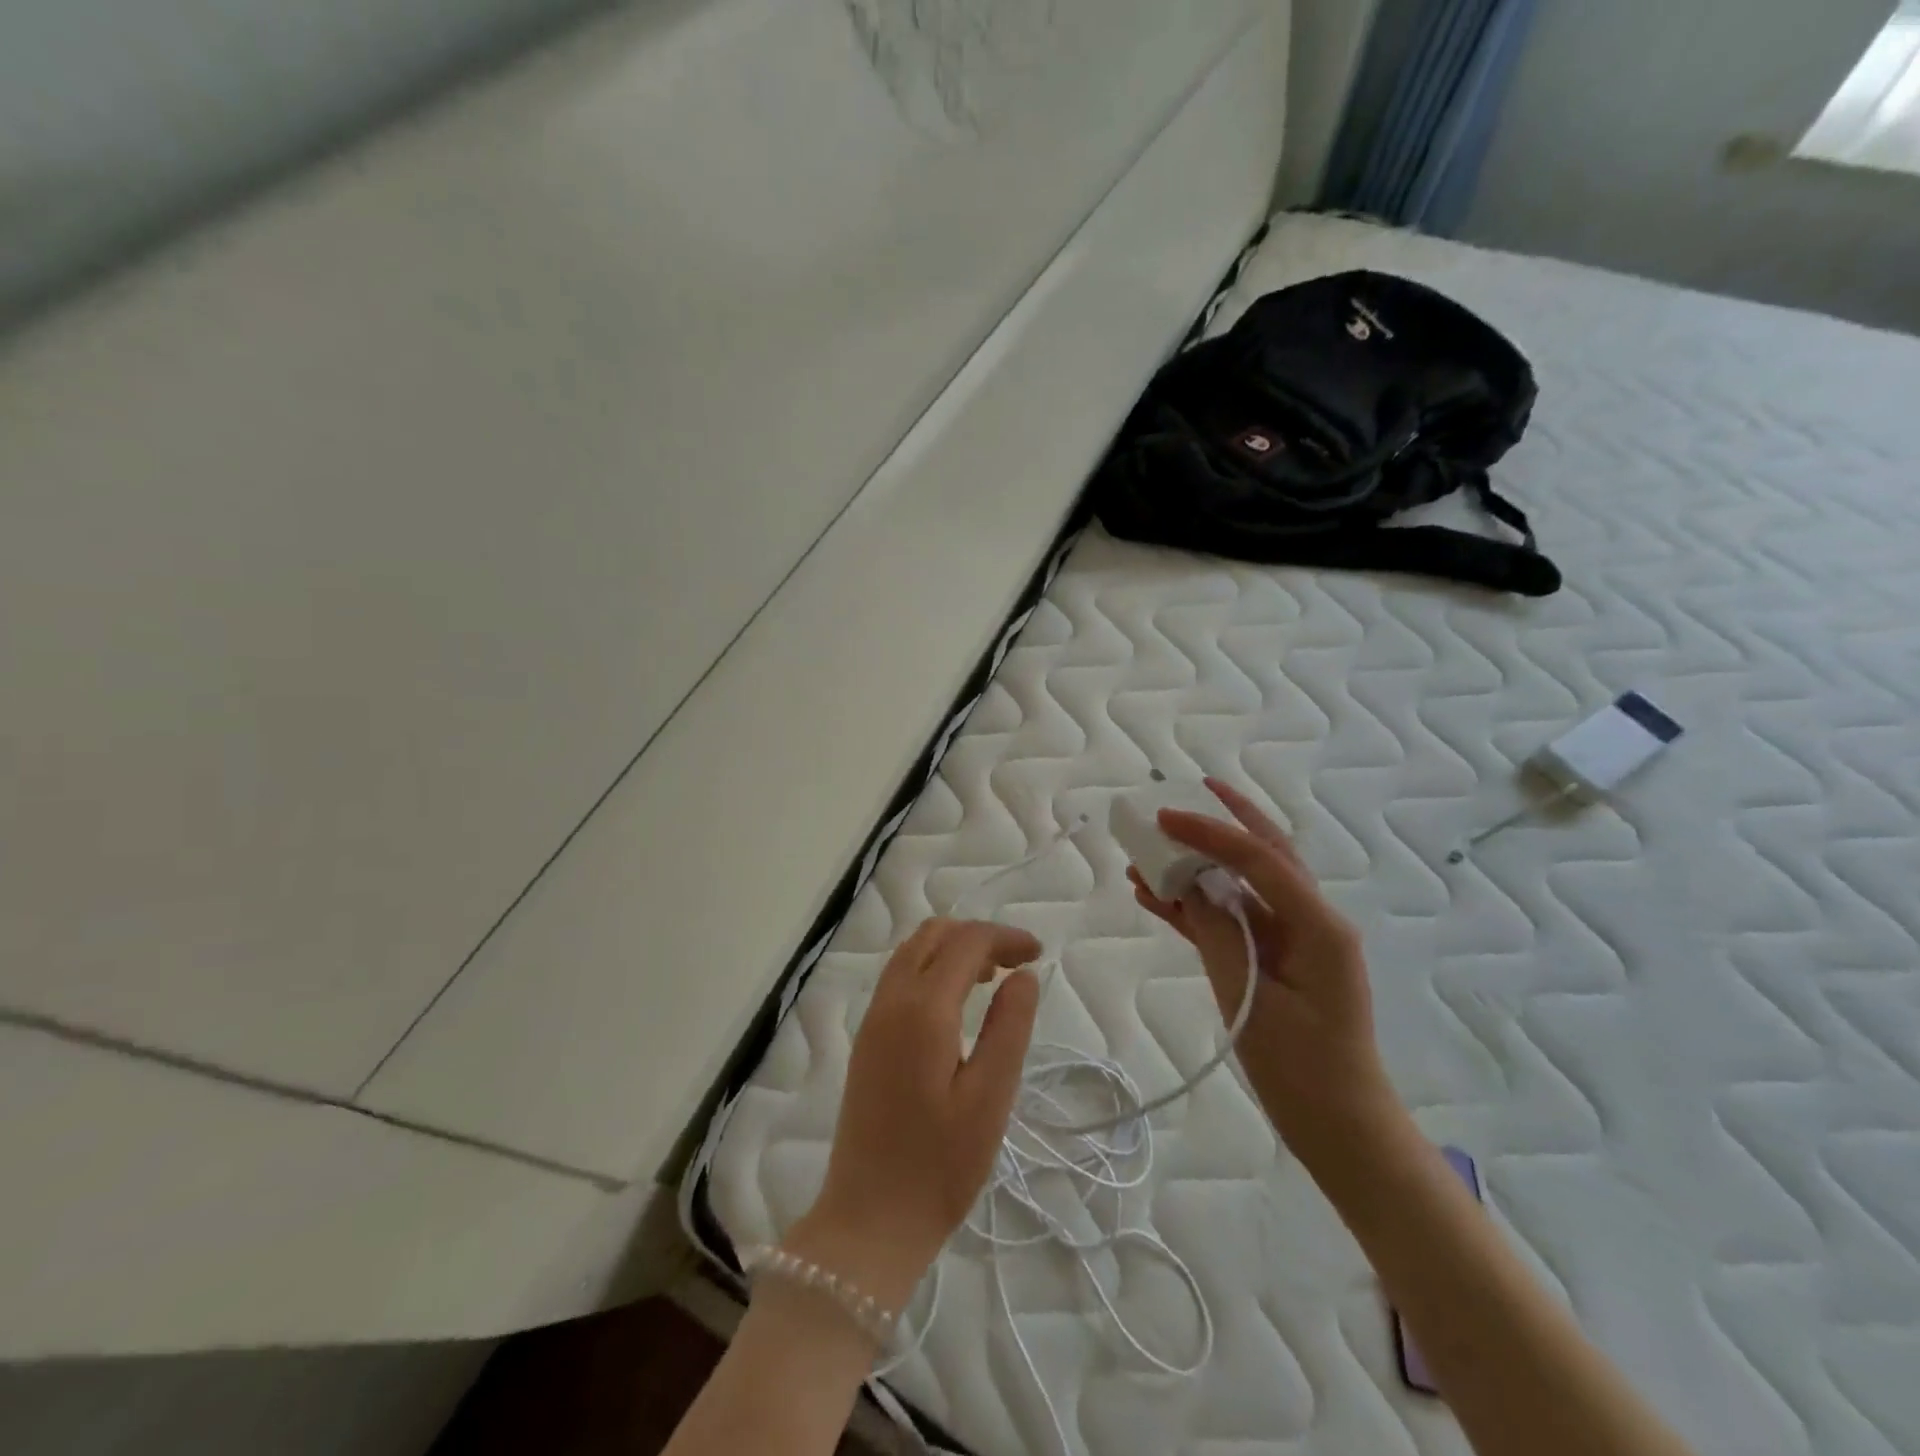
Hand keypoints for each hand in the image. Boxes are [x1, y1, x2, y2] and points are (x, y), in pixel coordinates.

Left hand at [786, 918, 1041, 1310]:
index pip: (966, 942)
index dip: (1005, 937)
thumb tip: (1023, 975)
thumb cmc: (939, 1165)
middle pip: (932, 935)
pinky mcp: (866, 1041)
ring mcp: (872, 1020)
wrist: (869, 1220)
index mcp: (922, 1009)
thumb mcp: (990, 1097)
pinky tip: (955, 1005)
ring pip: (911, 953)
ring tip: (991, 980)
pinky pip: (898, 979)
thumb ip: (1008, 1027)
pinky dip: (931, 970)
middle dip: (977, 937)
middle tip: (1016, 965)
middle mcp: (890, 1001)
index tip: (1039, 954)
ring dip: (952, 950)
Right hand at [1127, 778, 1399, 1162]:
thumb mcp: (1253, 1002)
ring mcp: (1291, 940)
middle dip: (1225, 821)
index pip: (1260, 859)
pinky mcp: (1273, 960)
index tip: (1163, 816)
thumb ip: (1218, 937)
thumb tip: (1187, 888)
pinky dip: (1197, 906)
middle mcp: (1309, 920)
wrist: (1340, 1127)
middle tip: (1187, 792)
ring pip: (1242, 885)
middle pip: (1264, 854)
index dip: (1209, 832)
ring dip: (1200, 865)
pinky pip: (1232, 920)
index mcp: (1318, 925)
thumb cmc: (1304, 1071)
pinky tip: (1155, 897)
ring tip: (1151, 848)